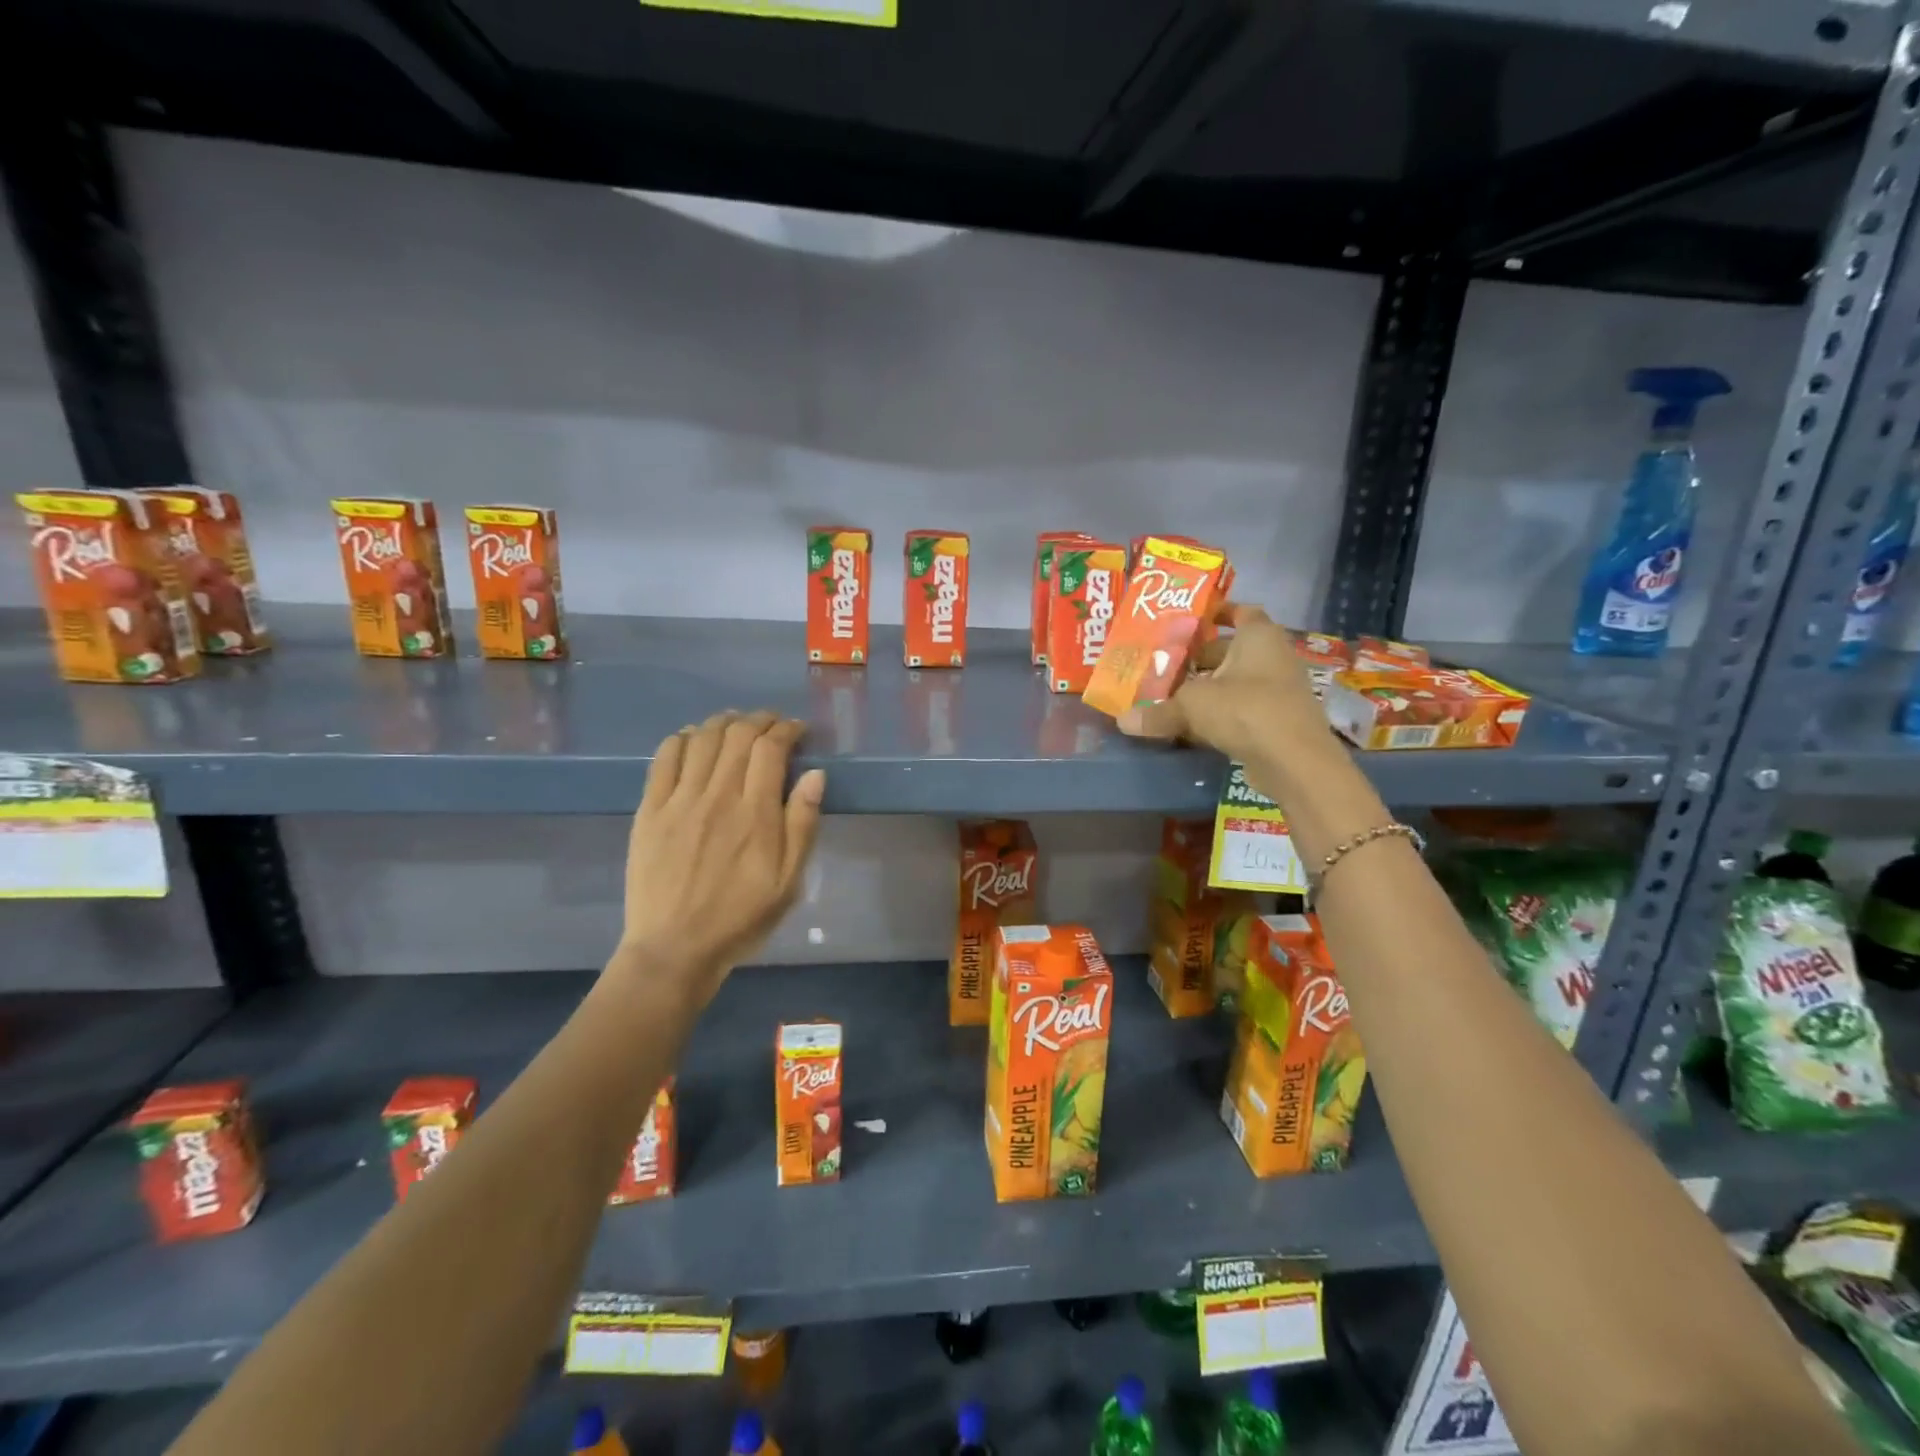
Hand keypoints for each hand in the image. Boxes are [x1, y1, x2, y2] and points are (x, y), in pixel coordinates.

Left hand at [617, 711, 824, 1001]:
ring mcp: (679, 800)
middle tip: (771, 724)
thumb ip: (802, 824)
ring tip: (736, 724)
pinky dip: (681, 738)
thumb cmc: (741, 918)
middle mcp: (718, 796)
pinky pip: (664, 758)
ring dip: (723, 722)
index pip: (771, 749)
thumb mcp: (789, 881)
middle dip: (759, 720)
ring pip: (702, 738)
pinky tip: (693, 738)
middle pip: (738, 735)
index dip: (787, 730)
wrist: (675, 948)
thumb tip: (815, 775)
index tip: (797, 730)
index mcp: (756, 814)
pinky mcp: (650, 810)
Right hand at [1116, 604, 1332, 768]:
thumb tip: (1122, 721)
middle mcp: (1273, 657)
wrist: (1295, 761)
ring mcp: (1278, 691)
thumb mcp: (1192, 706)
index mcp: (1258, 637)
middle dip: (1199, 658)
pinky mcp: (1276, 722)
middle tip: (1164, 664)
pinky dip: (1219, 715)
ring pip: (1235, 683)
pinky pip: (1241, 710)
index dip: (1216, 613)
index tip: (1189, 621)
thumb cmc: (1245, 710)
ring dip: (1208, 689)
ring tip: (1170, 695)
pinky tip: (1191, 726)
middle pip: (1231, 651)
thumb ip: (1158, 711)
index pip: (1240, 612)